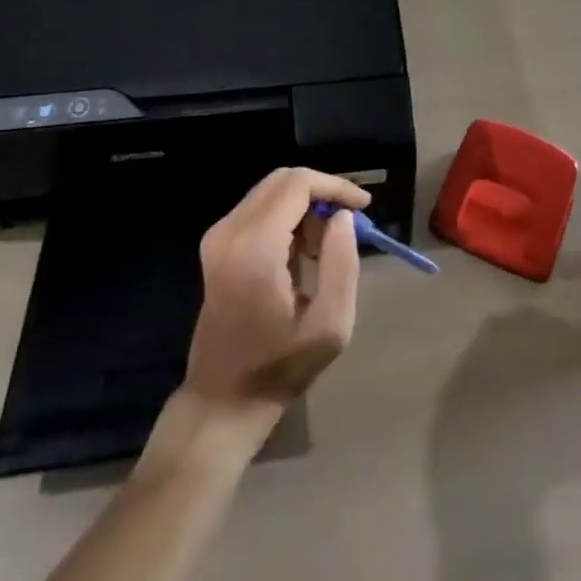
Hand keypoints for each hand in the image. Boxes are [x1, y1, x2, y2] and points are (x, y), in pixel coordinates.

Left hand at [183, 167, 371, 429]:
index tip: (364, 207)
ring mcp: (218, 237)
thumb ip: (342, 262)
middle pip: (283, 180)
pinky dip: (287, 218)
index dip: (335, 187)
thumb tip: (342, 216)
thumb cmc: (280, 367)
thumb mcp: (330, 324)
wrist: (222, 400)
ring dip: (305, 207)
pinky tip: (303, 253)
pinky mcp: (216, 246)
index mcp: (255, 246)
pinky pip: (259, 209)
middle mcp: (230, 231)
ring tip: (326, 248)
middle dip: (321, 193)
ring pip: (271, 192)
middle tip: (348, 224)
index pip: (298, 184)